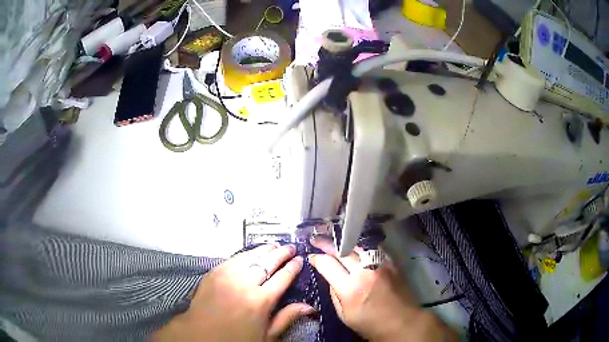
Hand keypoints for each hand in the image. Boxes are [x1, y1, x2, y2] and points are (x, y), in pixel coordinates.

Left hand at [154, 244, 314, 341]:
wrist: (201, 333)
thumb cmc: (236, 338)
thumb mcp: (266, 335)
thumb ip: (286, 318)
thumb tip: (308, 306)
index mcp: (261, 301)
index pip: (282, 278)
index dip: (292, 267)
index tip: (300, 260)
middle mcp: (245, 284)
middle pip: (267, 263)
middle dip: (281, 253)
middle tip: (290, 247)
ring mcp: (227, 276)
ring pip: (250, 257)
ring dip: (264, 250)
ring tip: (274, 245)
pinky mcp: (214, 272)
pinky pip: (233, 258)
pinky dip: (246, 254)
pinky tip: (252, 252)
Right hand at [308, 236, 455, 341]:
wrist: (402, 322)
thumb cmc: (370, 324)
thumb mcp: (344, 315)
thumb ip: (334, 294)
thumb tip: (329, 277)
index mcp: (350, 289)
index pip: (328, 265)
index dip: (317, 259)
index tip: (312, 257)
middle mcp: (365, 272)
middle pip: (342, 251)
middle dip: (327, 244)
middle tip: (317, 240)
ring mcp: (380, 265)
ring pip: (358, 245)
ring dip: (344, 241)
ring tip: (334, 239)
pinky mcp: (392, 262)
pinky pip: (374, 248)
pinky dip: (362, 246)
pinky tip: (356, 246)